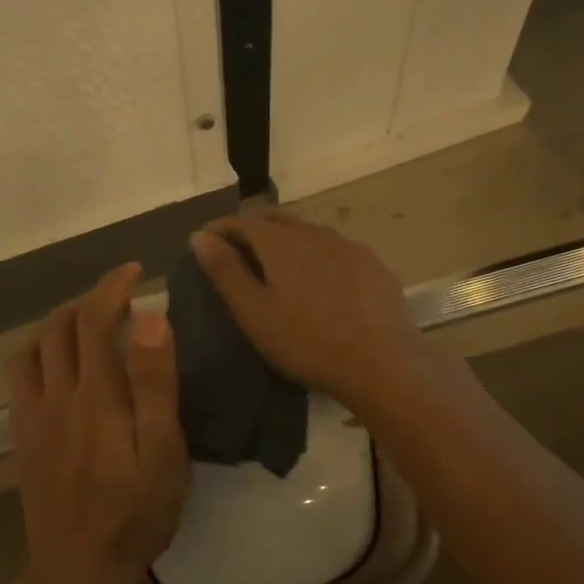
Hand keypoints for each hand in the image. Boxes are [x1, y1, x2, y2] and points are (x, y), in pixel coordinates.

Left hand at [7, 263, 189, 583]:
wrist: (79, 569)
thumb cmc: (135, 514)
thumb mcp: (163, 452)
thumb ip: (155, 383)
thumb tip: (150, 317)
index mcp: (96, 394)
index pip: (95, 318)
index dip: (111, 286)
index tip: (134, 272)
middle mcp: (57, 395)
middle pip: (60, 327)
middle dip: (88, 300)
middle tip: (119, 298)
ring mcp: (33, 417)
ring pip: (33, 348)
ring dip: (58, 323)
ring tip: (86, 324)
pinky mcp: (22, 439)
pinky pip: (19, 378)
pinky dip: (36, 353)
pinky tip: (55, 366)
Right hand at [189, 212, 431, 411]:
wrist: (383, 363)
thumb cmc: (307, 342)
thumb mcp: (254, 313)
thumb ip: (225, 271)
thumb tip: (200, 235)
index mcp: (281, 243)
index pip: (243, 221)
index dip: (220, 228)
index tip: (204, 241)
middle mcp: (315, 233)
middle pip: (276, 220)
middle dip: (251, 229)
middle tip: (235, 250)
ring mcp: (349, 247)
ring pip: (307, 232)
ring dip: (285, 240)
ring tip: (275, 265)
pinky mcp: (373, 265)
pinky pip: (334, 249)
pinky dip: (315, 255)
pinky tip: (319, 279)